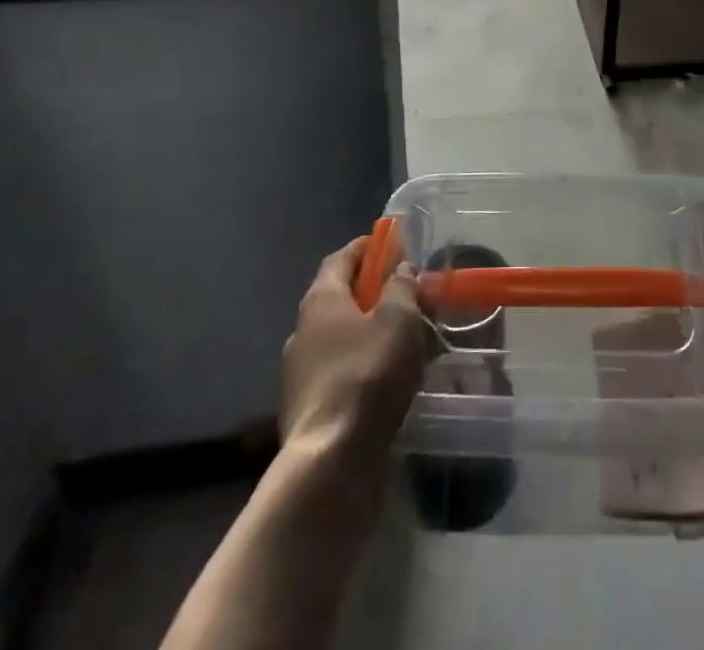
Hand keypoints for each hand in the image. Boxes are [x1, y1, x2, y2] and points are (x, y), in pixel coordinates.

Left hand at [280, 237, 429, 465]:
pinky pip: (339, 372)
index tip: (389, 242)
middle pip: (337, 297)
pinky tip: (388, 380)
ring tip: (404, 340)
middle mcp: (302, 330)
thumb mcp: (399, 319)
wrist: (332, 461)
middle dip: (370, 291)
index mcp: (320, 300)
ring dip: (368, 332)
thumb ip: (402, 287)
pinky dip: (362, 366)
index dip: (365, 248)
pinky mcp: (306, 410)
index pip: (340, 259)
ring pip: (339, 338)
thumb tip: (401, 269)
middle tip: (404, 292)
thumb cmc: (368, 374)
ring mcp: (299, 373)